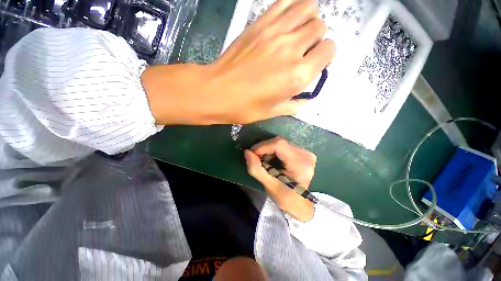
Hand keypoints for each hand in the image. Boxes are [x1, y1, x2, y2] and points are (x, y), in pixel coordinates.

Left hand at [141, 0, 334, 124]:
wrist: (217, 92)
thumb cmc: (245, 107)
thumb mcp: (273, 112)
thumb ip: (294, 105)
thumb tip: (305, 99)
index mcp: (298, 75)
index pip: (329, 50)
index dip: (325, 56)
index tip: (314, 63)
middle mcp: (292, 49)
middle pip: (320, 27)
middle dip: (316, 39)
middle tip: (303, 51)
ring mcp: (275, 32)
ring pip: (307, 7)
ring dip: (307, 19)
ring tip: (296, 34)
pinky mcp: (260, 23)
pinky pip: (285, 2)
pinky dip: (291, 8)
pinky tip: (284, 23)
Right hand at [244, 137, 315, 221]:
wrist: (301, 203)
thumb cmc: (286, 198)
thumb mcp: (269, 186)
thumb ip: (256, 169)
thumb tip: (247, 152)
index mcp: (300, 164)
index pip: (279, 145)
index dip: (263, 147)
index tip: (252, 154)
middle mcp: (305, 154)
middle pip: (279, 142)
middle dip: (264, 148)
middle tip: (255, 158)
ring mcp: (305, 152)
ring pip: (280, 143)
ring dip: (268, 149)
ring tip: (262, 160)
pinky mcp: (302, 152)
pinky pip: (284, 146)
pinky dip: (273, 151)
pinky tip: (270, 159)